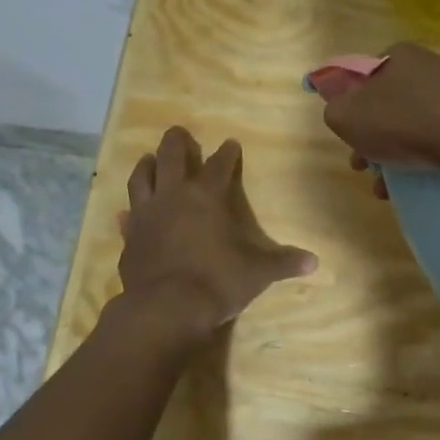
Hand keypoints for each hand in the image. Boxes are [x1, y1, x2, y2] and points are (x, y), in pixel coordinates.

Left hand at [117, 127, 316, 332]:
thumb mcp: (258, 272)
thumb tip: (314, 262)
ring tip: (148, 158)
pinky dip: (128, 214)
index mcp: (206, 196)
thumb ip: (284, 263)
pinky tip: (125, 214)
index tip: (230, 144)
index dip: (227, 154)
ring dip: (146, 166)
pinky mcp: (129, 239)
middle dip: (176, 142)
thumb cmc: (218, 281)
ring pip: (141, 180)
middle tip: (178, 131)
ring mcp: (146, 216)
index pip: (219, 165)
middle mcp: (173, 197)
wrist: (166, 308)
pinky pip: (126, 219)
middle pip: (171, 157)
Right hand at [320, 43, 439, 176]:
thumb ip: (334, 109)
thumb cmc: (403, 122)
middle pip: (386, 105)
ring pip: (411, 125)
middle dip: (371, 139)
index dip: (349, 108)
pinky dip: (422, 157)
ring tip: (386, 188)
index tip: (348, 137)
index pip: (361, 77)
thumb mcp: (346, 116)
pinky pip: (437, 136)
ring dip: (393, 155)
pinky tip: (415, 183)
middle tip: (364, 167)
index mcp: (396, 54)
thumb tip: (341, 109)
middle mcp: (426, 65)